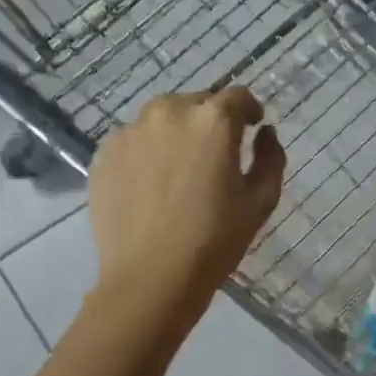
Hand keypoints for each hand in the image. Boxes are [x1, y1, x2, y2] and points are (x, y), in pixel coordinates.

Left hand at [88, 88, 284, 326]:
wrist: (150, 278)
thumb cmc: (215, 240)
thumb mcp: (261, 200)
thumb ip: (270, 156)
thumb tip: (264, 132)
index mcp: (212, 120)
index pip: (238, 97)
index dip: (249, 111)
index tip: (252, 129)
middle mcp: (168, 113)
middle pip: (197, 102)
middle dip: (211, 121)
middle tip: (216, 155)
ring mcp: (130, 132)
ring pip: (162, 118)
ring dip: (177, 132)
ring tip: (180, 167)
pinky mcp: (104, 154)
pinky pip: (134, 140)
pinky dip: (147, 151)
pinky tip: (152, 184)